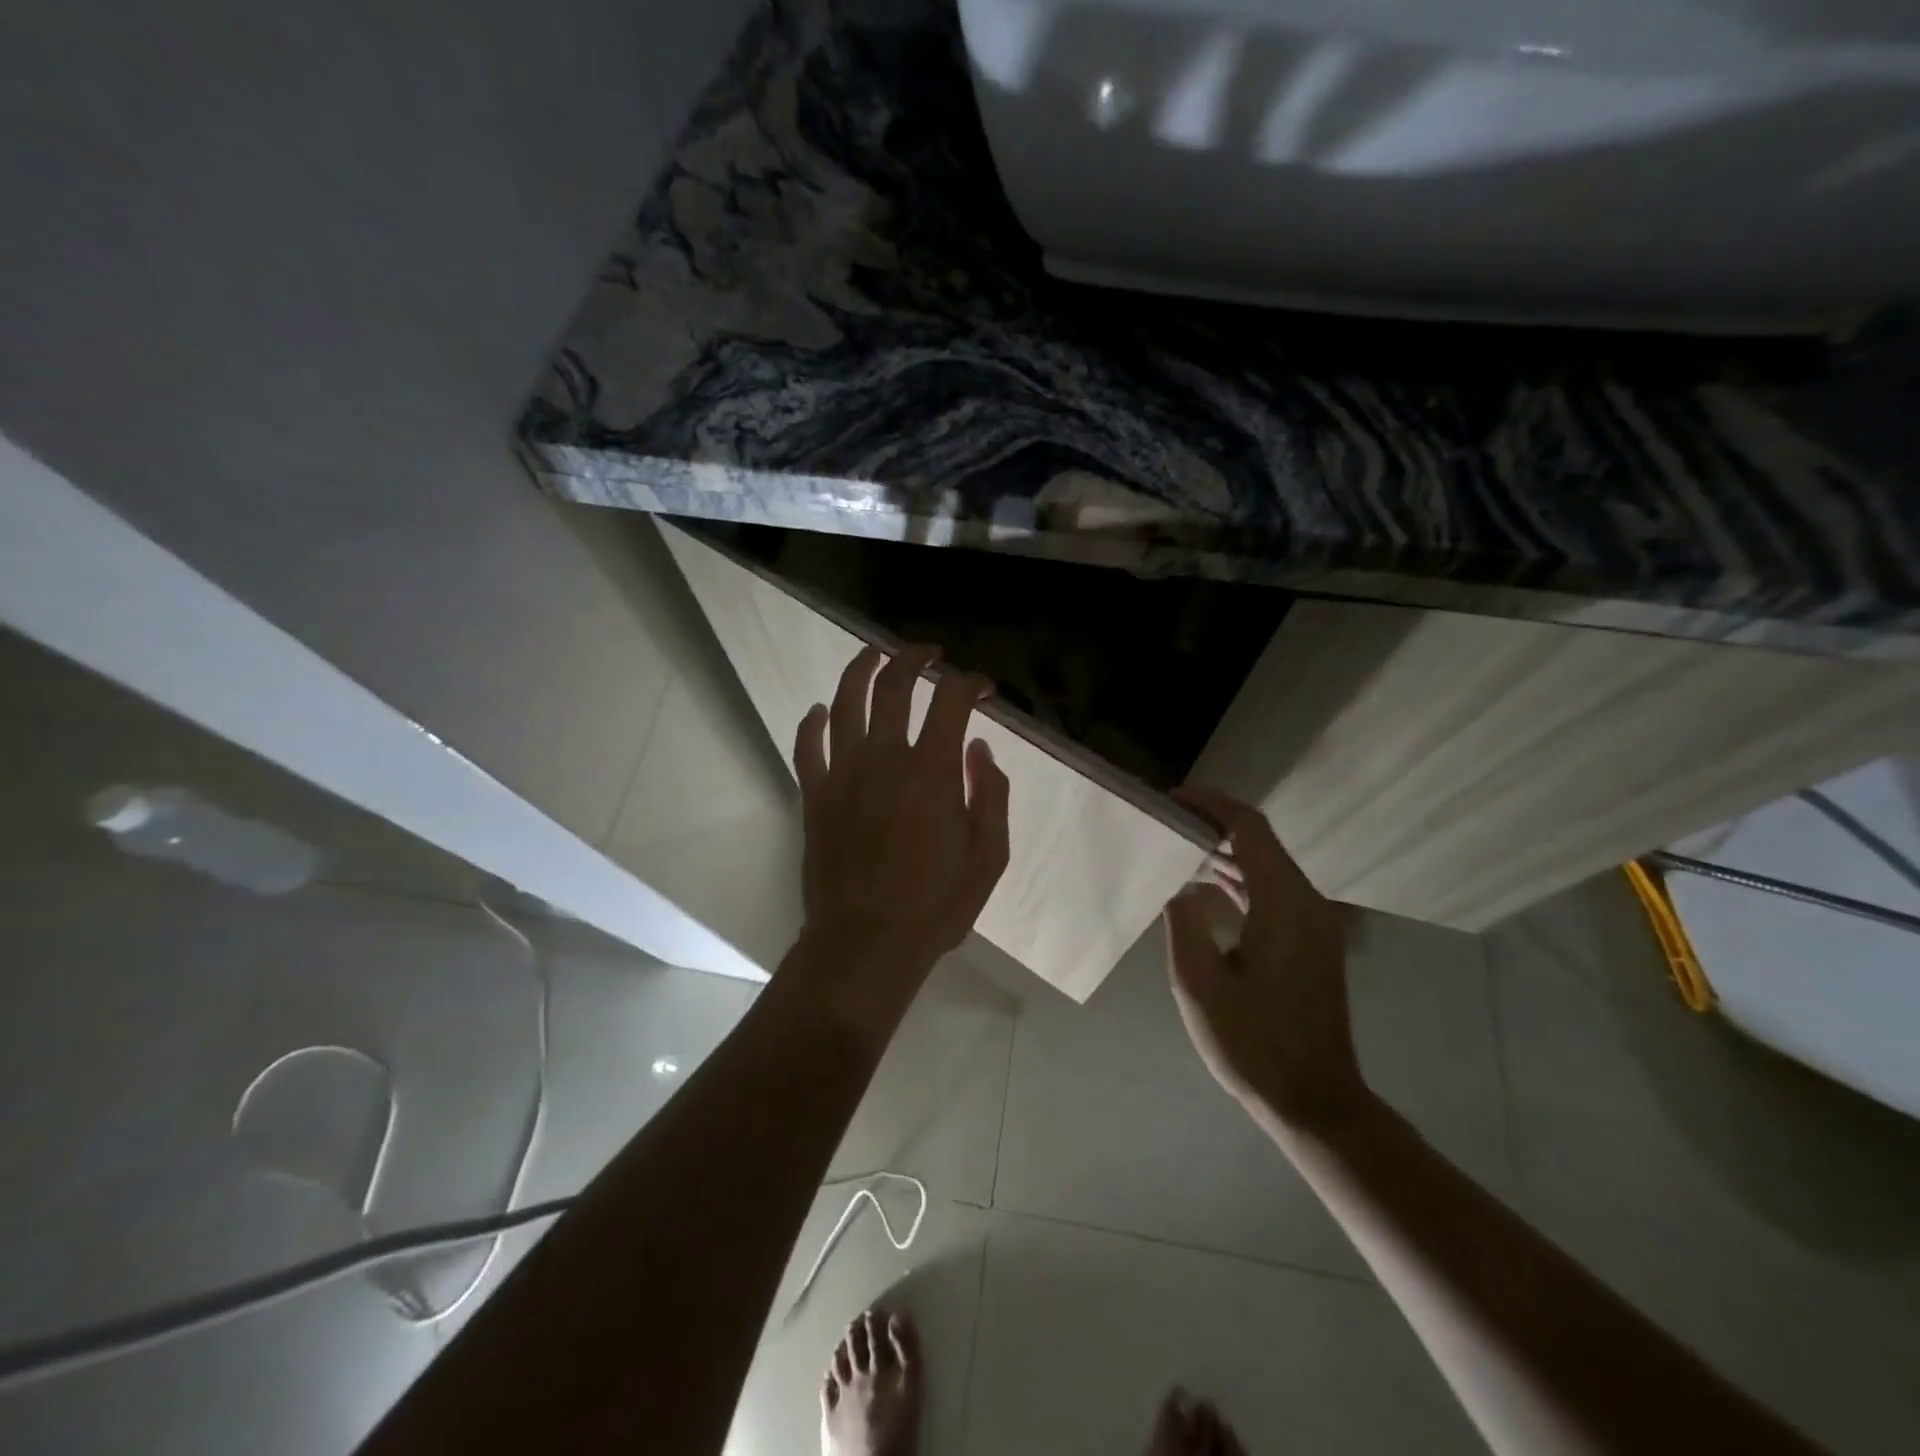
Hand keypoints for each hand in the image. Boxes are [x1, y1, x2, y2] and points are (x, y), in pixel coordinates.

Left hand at [788, 644, 1010, 1013]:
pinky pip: (807, 745)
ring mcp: (842, 773)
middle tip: (928, 653)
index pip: (951, 700)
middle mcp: (884, 758)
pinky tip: (820, 711)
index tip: (983, 688)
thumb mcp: (989, 856)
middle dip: (913, 658)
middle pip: (893, 685)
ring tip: (873, 655)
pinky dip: (813, 722)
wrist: (866, 942)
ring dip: (860, 669)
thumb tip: (979, 750)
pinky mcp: (814, 795)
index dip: (971, 683)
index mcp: (932, 770)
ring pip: (845, 701)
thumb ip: (990, 794)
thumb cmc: (936, 905)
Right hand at [1163, 785, 1369, 1131]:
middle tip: (1167, 823)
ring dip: (1227, 854)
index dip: (1212, 805)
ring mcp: (1316, 924)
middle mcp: (1308, 904)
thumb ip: (1184, 922)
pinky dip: (1243, 881)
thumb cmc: (1251, 1043)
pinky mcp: (1313, 943)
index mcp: (1284, 905)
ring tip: (1179, 848)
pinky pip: (1276, 893)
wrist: (1314, 1101)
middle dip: (1215, 826)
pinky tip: (1208, 887)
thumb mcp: (1197, 983)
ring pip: (1269, 868)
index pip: (1250, 830)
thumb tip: (1181, 886)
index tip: (1174, 798)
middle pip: (1262, 843)